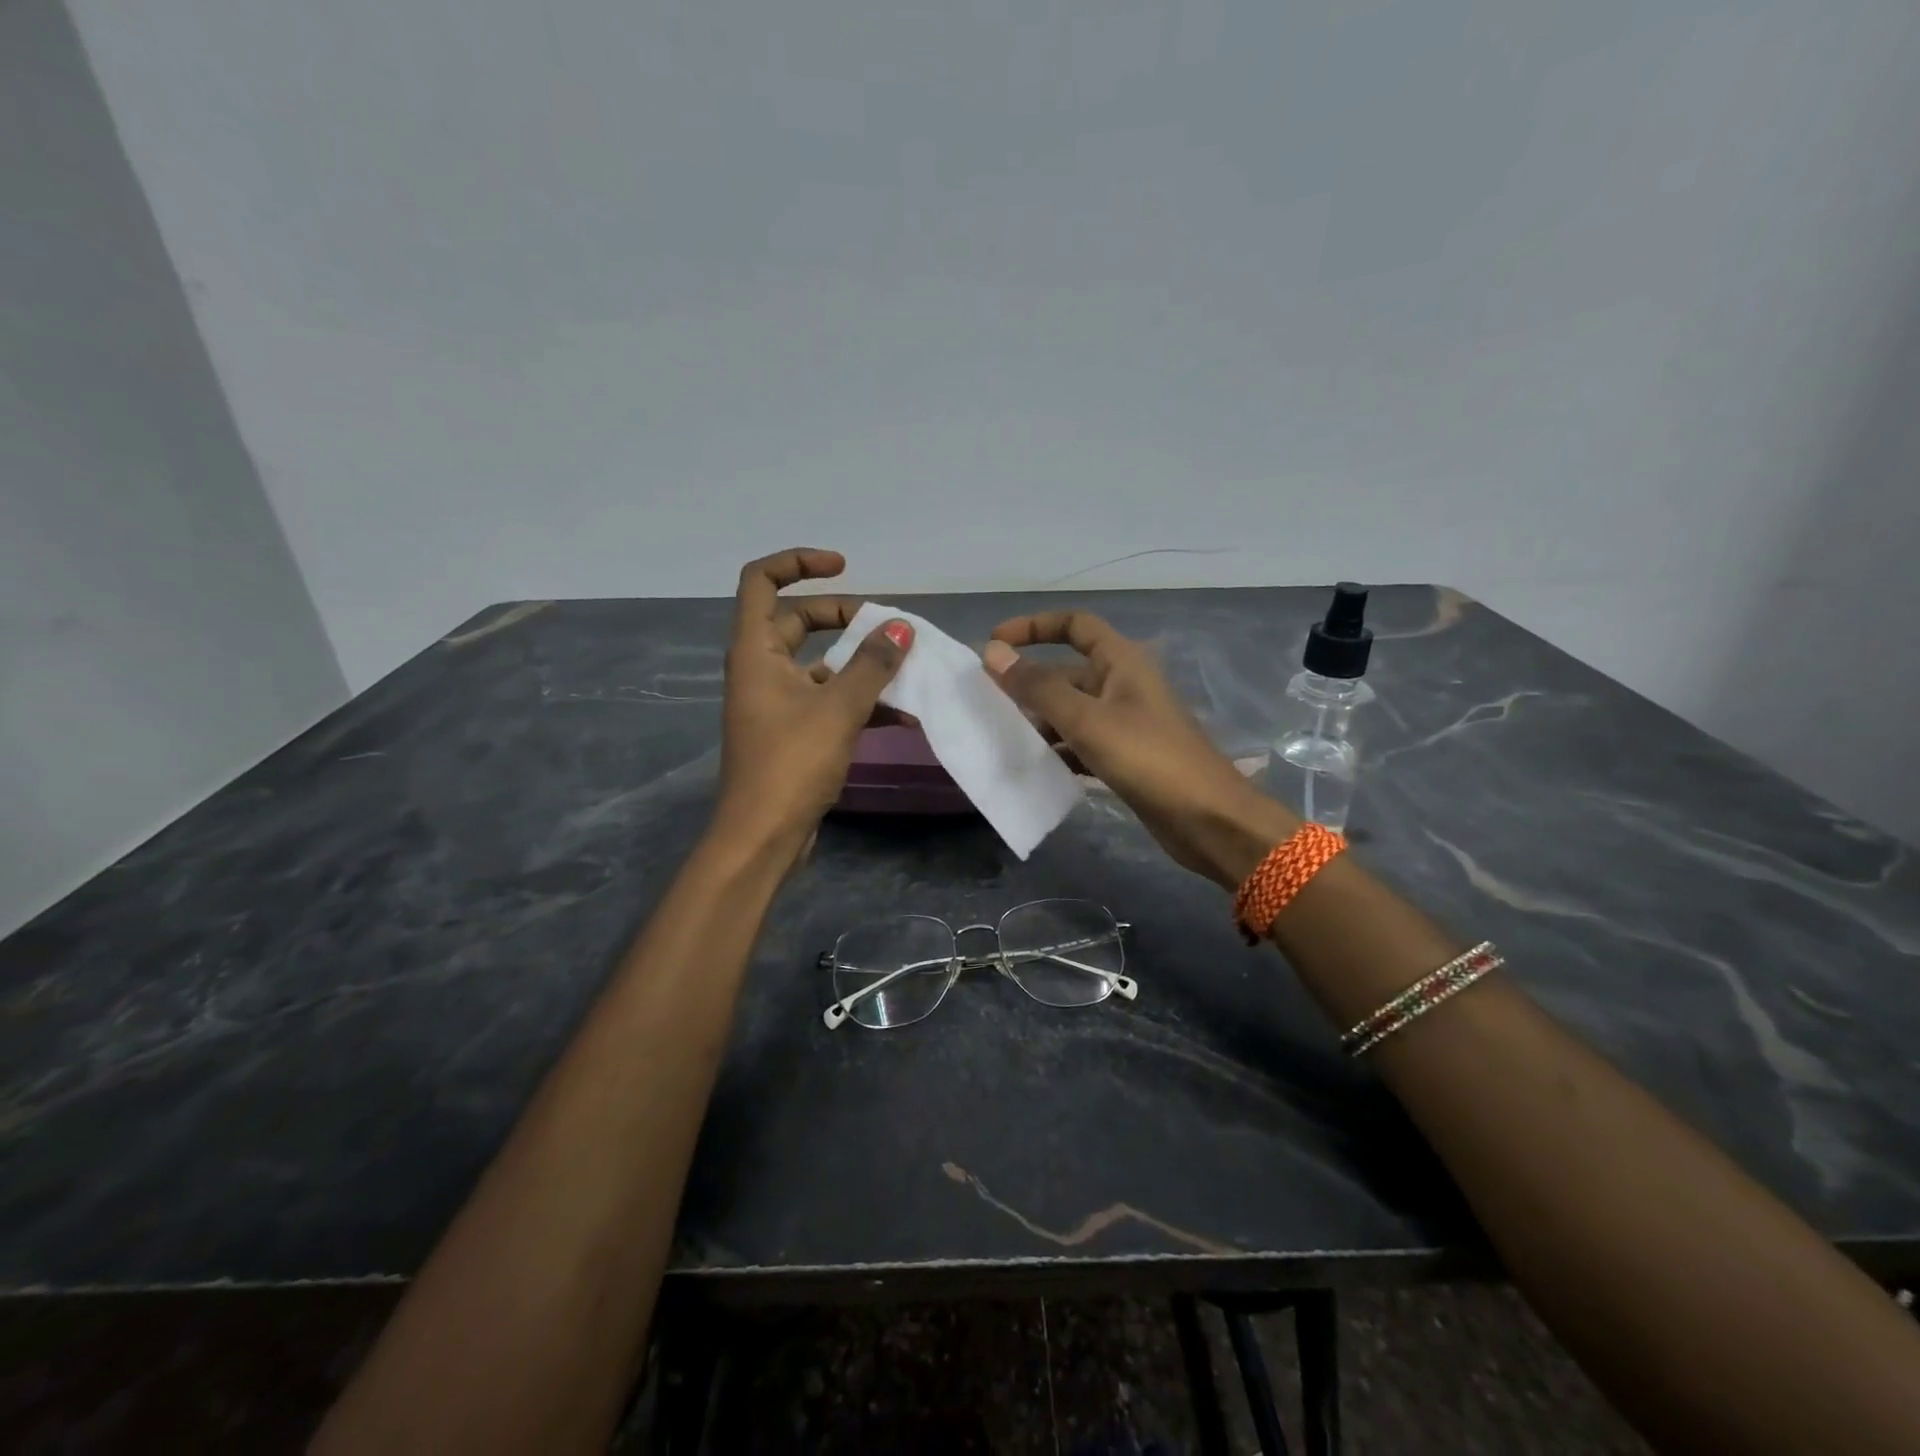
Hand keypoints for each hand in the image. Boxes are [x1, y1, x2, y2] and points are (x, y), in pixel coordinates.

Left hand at [714, 549, 912, 855]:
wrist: (763, 836)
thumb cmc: (791, 763)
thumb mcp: (838, 707)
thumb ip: (872, 664)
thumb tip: (901, 627)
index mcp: (755, 650)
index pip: (762, 580)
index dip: (799, 563)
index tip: (844, 567)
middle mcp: (761, 669)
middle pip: (797, 621)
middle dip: (844, 618)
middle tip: (885, 628)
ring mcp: (776, 702)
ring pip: (820, 665)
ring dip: (860, 665)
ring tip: (907, 670)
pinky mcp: (793, 732)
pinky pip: (828, 700)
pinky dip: (860, 700)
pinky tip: (902, 713)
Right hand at [983, 612, 1297, 887]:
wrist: (1207, 819)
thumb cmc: (1148, 758)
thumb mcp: (1087, 719)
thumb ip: (1038, 687)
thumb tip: (993, 653)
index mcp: (1122, 661)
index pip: (1074, 625)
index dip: (1033, 626)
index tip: (995, 644)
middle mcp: (1123, 684)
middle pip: (1067, 672)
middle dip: (1029, 684)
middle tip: (987, 703)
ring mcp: (1126, 722)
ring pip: (1072, 710)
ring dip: (1040, 720)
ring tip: (1002, 737)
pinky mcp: (1126, 756)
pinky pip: (1082, 742)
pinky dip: (1058, 749)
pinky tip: (1034, 766)